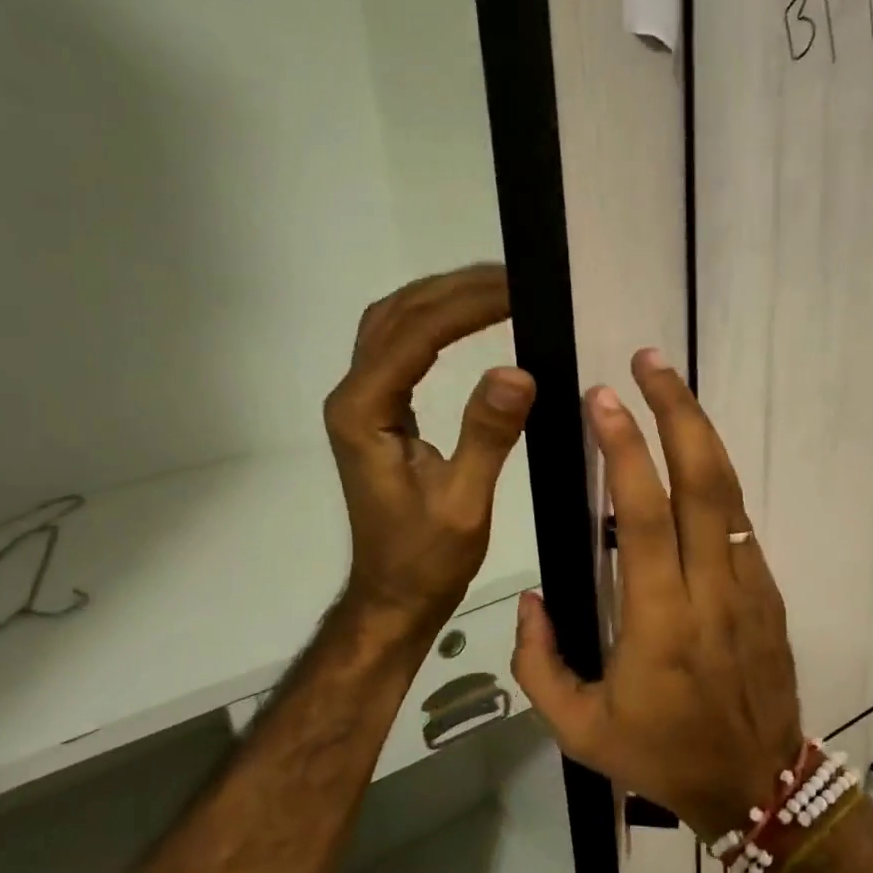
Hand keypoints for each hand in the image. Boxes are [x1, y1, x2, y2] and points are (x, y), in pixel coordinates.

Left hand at [324, 264, 535, 639]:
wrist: (394, 595)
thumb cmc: (426, 560)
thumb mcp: (463, 504)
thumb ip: (486, 435)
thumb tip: (518, 370)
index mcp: (364, 412)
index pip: (414, 335)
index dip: (467, 306)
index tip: (519, 288)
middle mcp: (353, 396)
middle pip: (396, 315)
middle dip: (454, 289)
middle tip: (515, 277)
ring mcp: (362, 403)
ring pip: (393, 325)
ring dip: (441, 299)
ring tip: (498, 288)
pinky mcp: (378, 413)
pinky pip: (401, 349)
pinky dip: (435, 324)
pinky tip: (469, 322)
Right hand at [510, 349, 803, 838]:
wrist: (756, 786)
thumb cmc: (661, 757)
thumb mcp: (578, 730)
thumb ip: (539, 663)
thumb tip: (532, 600)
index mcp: (660, 622)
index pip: (645, 517)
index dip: (624, 451)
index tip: (603, 399)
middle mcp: (711, 591)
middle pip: (703, 483)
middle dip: (677, 412)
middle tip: (650, 361)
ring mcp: (750, 588)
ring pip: (729, 494)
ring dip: (701, 433)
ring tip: (670, 388)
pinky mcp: (769, 593)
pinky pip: (738, 524)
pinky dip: (714, 481)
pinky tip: (690, 459)